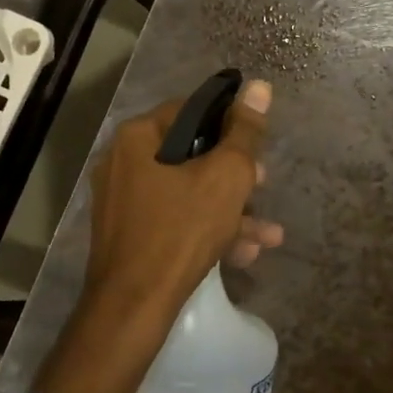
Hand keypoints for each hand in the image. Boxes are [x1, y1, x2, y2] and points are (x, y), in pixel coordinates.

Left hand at [81, 79, 281, 317]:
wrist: (134, 306)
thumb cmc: (182, 230)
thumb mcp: (226, 176)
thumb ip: (245, 132)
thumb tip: (260, 86)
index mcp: (138, 137)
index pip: (192, 110)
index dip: (230, 123)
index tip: (257, 145)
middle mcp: (123, 162)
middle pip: (191, 154)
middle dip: (235, 174)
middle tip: (263, 184)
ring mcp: (123, 201)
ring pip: (188, 192)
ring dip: (231, 210)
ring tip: (269, 234)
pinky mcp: (129, 235)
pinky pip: (175, 220)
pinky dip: (208, 230)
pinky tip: (245, 254)